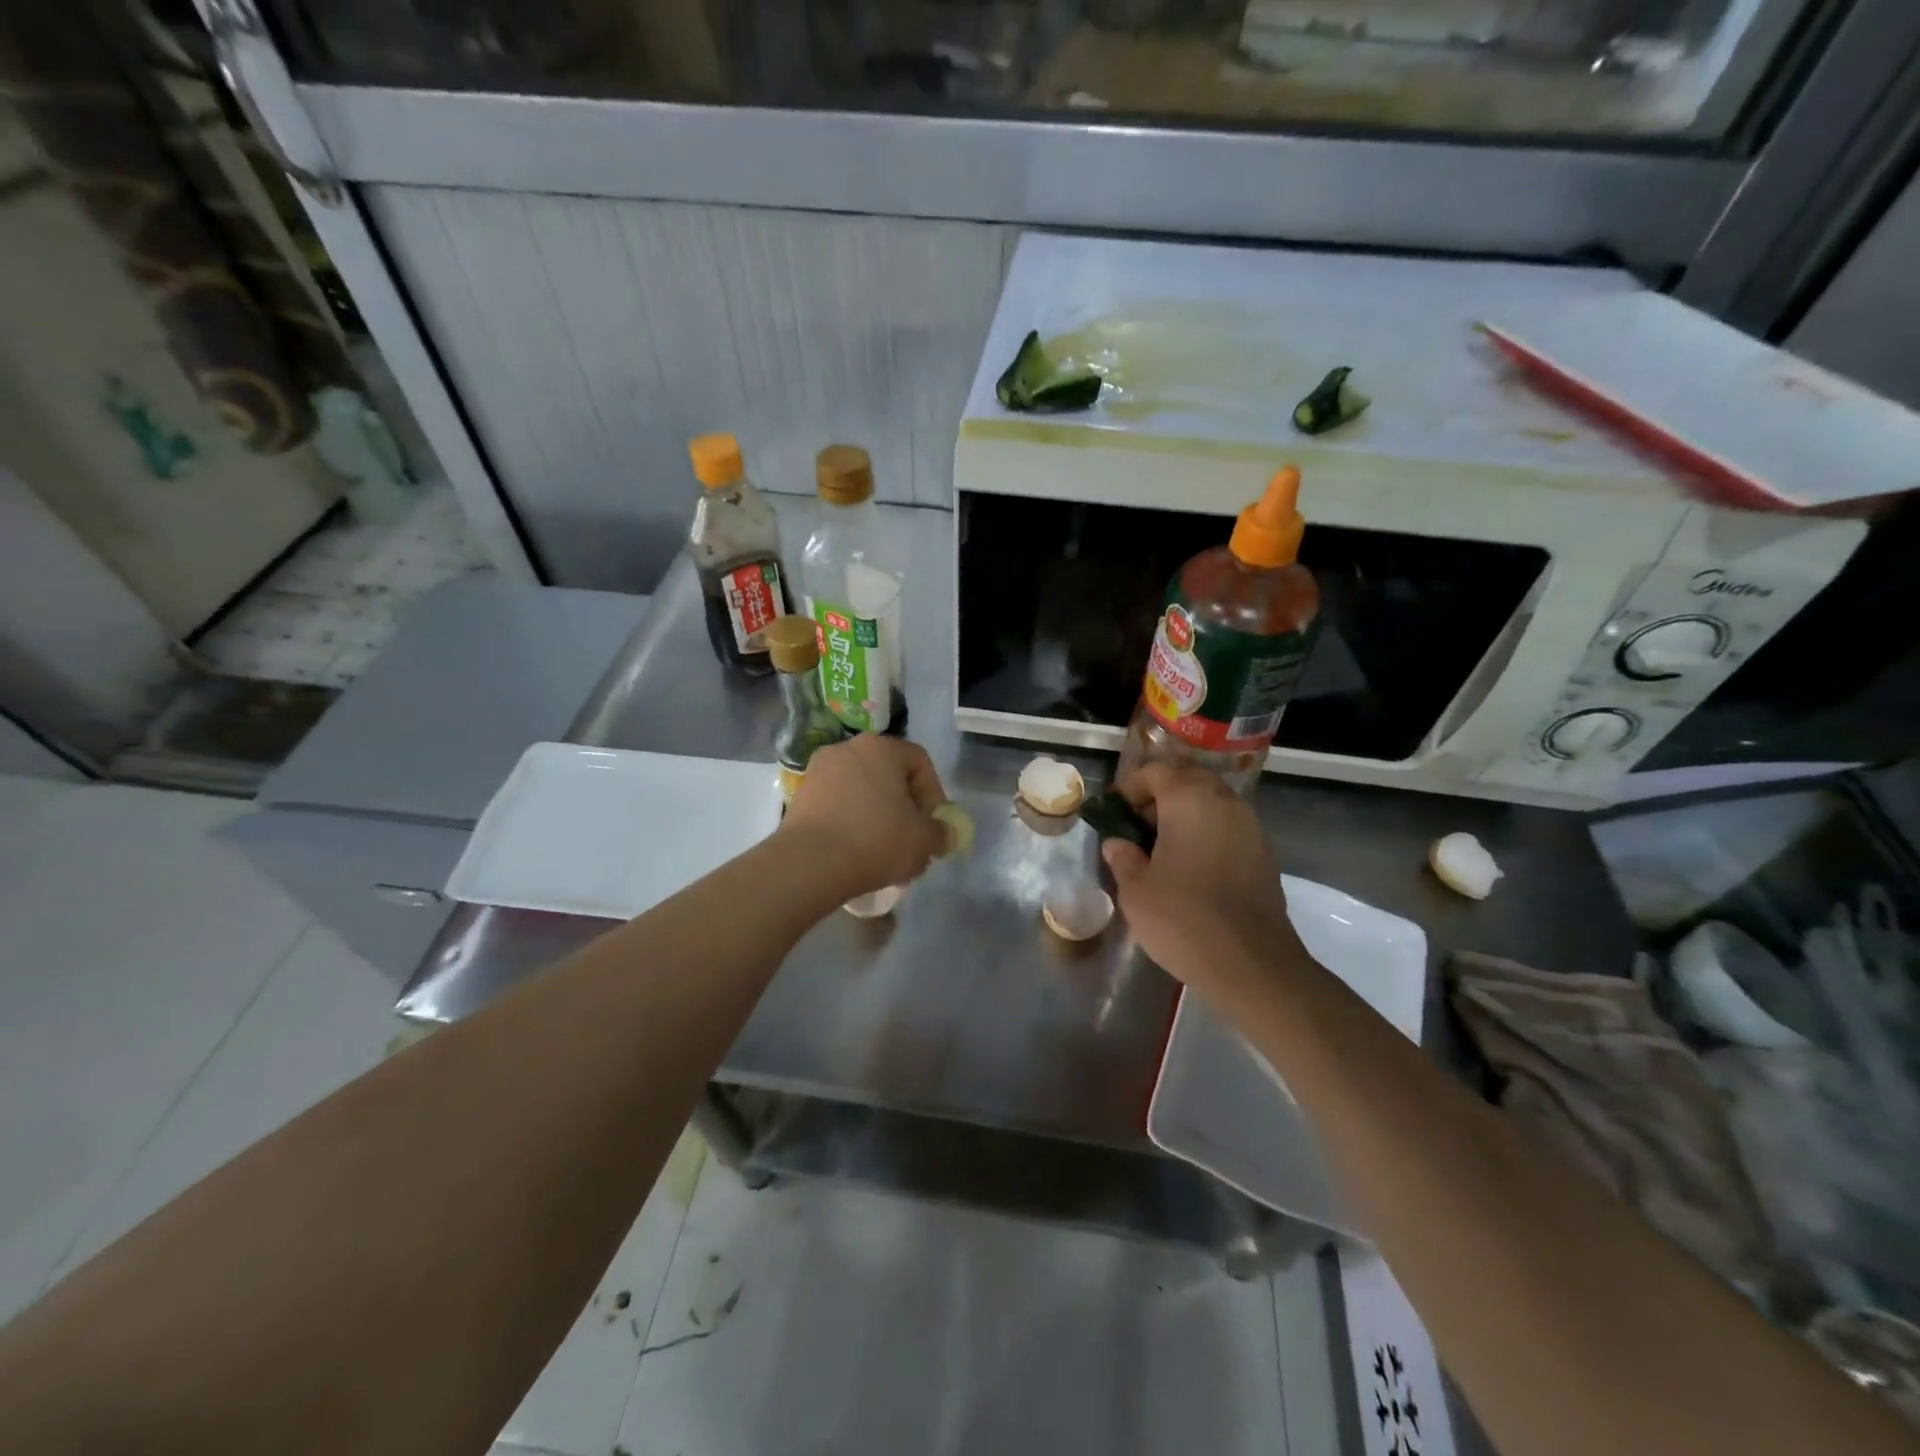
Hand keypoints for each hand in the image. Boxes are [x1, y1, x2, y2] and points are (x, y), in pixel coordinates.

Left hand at [780, 735, 949, 898]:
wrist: (810, 863)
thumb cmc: (876, 840)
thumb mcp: (924, 840)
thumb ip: (941, 832)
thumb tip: (942, 834)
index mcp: (881, 747)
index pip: (920, 762)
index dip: (934, 794)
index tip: (934, 826)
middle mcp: (848, 748)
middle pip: (889, 775)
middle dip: (904, 806)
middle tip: (911, 838)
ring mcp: (819, 770)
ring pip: (862, 791)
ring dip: (877, 815)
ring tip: (884, 850)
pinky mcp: (800, 796)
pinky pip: (838, 804)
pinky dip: (851, 822)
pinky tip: (856, 851)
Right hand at [1102, 763, 1307, 1002]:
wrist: (1252, 965)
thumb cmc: (1183, 919)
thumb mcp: (1135, 889)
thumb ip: (1123, 856)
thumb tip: (1118, 843)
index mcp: (1190, 799)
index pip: (1155, 772)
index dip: (1129, 788)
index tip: (1114, 814)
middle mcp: (1225, 802)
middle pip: (1187, 781)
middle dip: (1159, 798)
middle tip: (1137, 829)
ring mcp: (1250, 827)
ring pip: (1211, 804)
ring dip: (1185, 816)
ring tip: (1162, 851)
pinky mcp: (1265, 854)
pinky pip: (1228, 828)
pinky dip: (1206, 835)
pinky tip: (1192, 869)